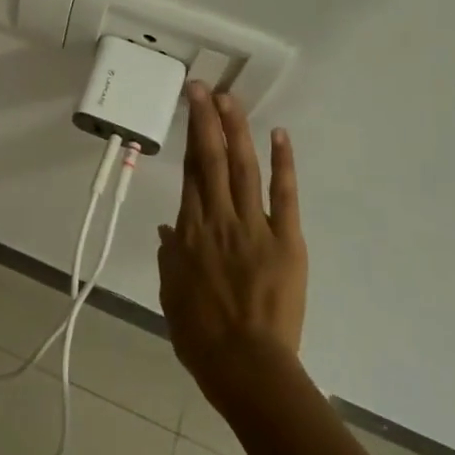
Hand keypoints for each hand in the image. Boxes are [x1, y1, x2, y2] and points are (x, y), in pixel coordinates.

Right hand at [157, 84, 306, 401]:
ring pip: (242, 167)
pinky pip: (283, 196)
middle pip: (210, 158)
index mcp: (189, 231)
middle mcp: (218, 219)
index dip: (189, 135)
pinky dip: (282, 164)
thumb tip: (168, 230)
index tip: (191, 107)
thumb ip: (170, 257)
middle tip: (204, 86)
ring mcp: (253, 226)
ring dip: (236, 130)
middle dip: (207, 118)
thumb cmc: (202, 336)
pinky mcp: (286, 240)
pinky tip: (279, 134)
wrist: (247, 367)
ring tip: (230, 99)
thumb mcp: (172, 294)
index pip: (189, 171)